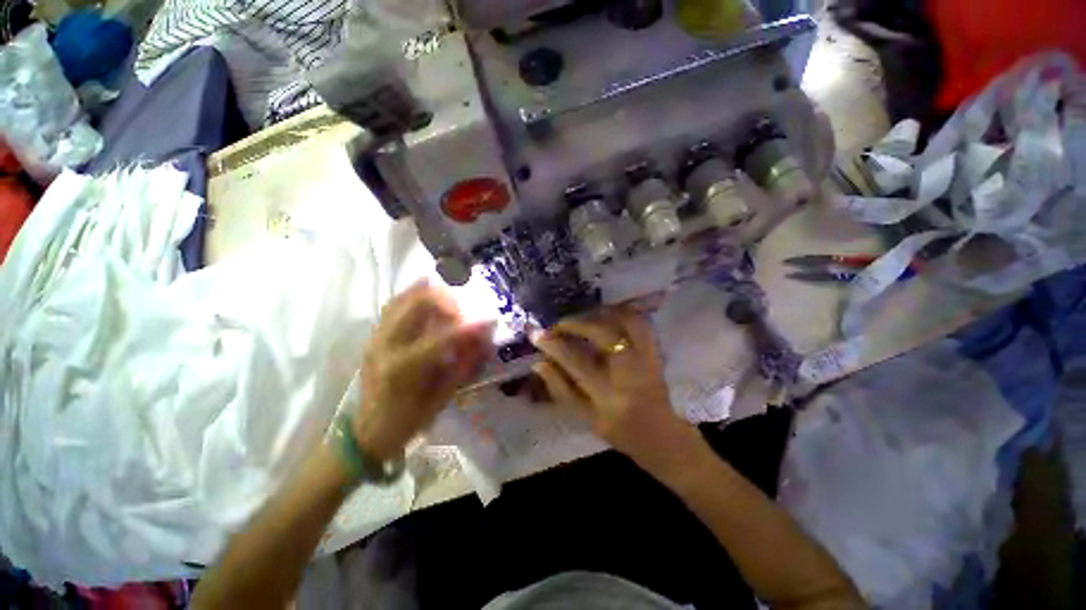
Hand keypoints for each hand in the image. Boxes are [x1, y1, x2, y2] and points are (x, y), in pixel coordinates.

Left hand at [354, 282, 491, 459]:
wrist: (366, 432)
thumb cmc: (408, 421)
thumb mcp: (442, 398)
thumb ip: (463, 364)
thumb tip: (483, 338)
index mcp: (403, 368)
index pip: (442, 338)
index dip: (469, 327)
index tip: (490, 320)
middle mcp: (385, 345)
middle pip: (418, 304)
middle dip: (448, 301)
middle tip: (465, 312)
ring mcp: (376, 337)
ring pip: (404, 298)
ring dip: (431, 294)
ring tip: (451, 301)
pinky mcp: (373, 335)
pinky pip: (393, 304)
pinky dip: (412, 294)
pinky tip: (428, 292)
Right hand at [530, 307, 699, 469]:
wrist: (661, 435)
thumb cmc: (620, 432)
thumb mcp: (585, 418)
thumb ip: (561, 389)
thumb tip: (539, 363)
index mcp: (609, 397)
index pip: (576, 362)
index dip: (553, 345)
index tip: (536, 334)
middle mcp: (629, 373)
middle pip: (603, 334)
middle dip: (576, 323)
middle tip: (560, 324)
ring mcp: (647, 359)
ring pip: (626, 321)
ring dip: (601, 313)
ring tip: (583, 316)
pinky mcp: (656, 352)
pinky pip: (641, 322)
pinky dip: (623, 312)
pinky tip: (608, 313)